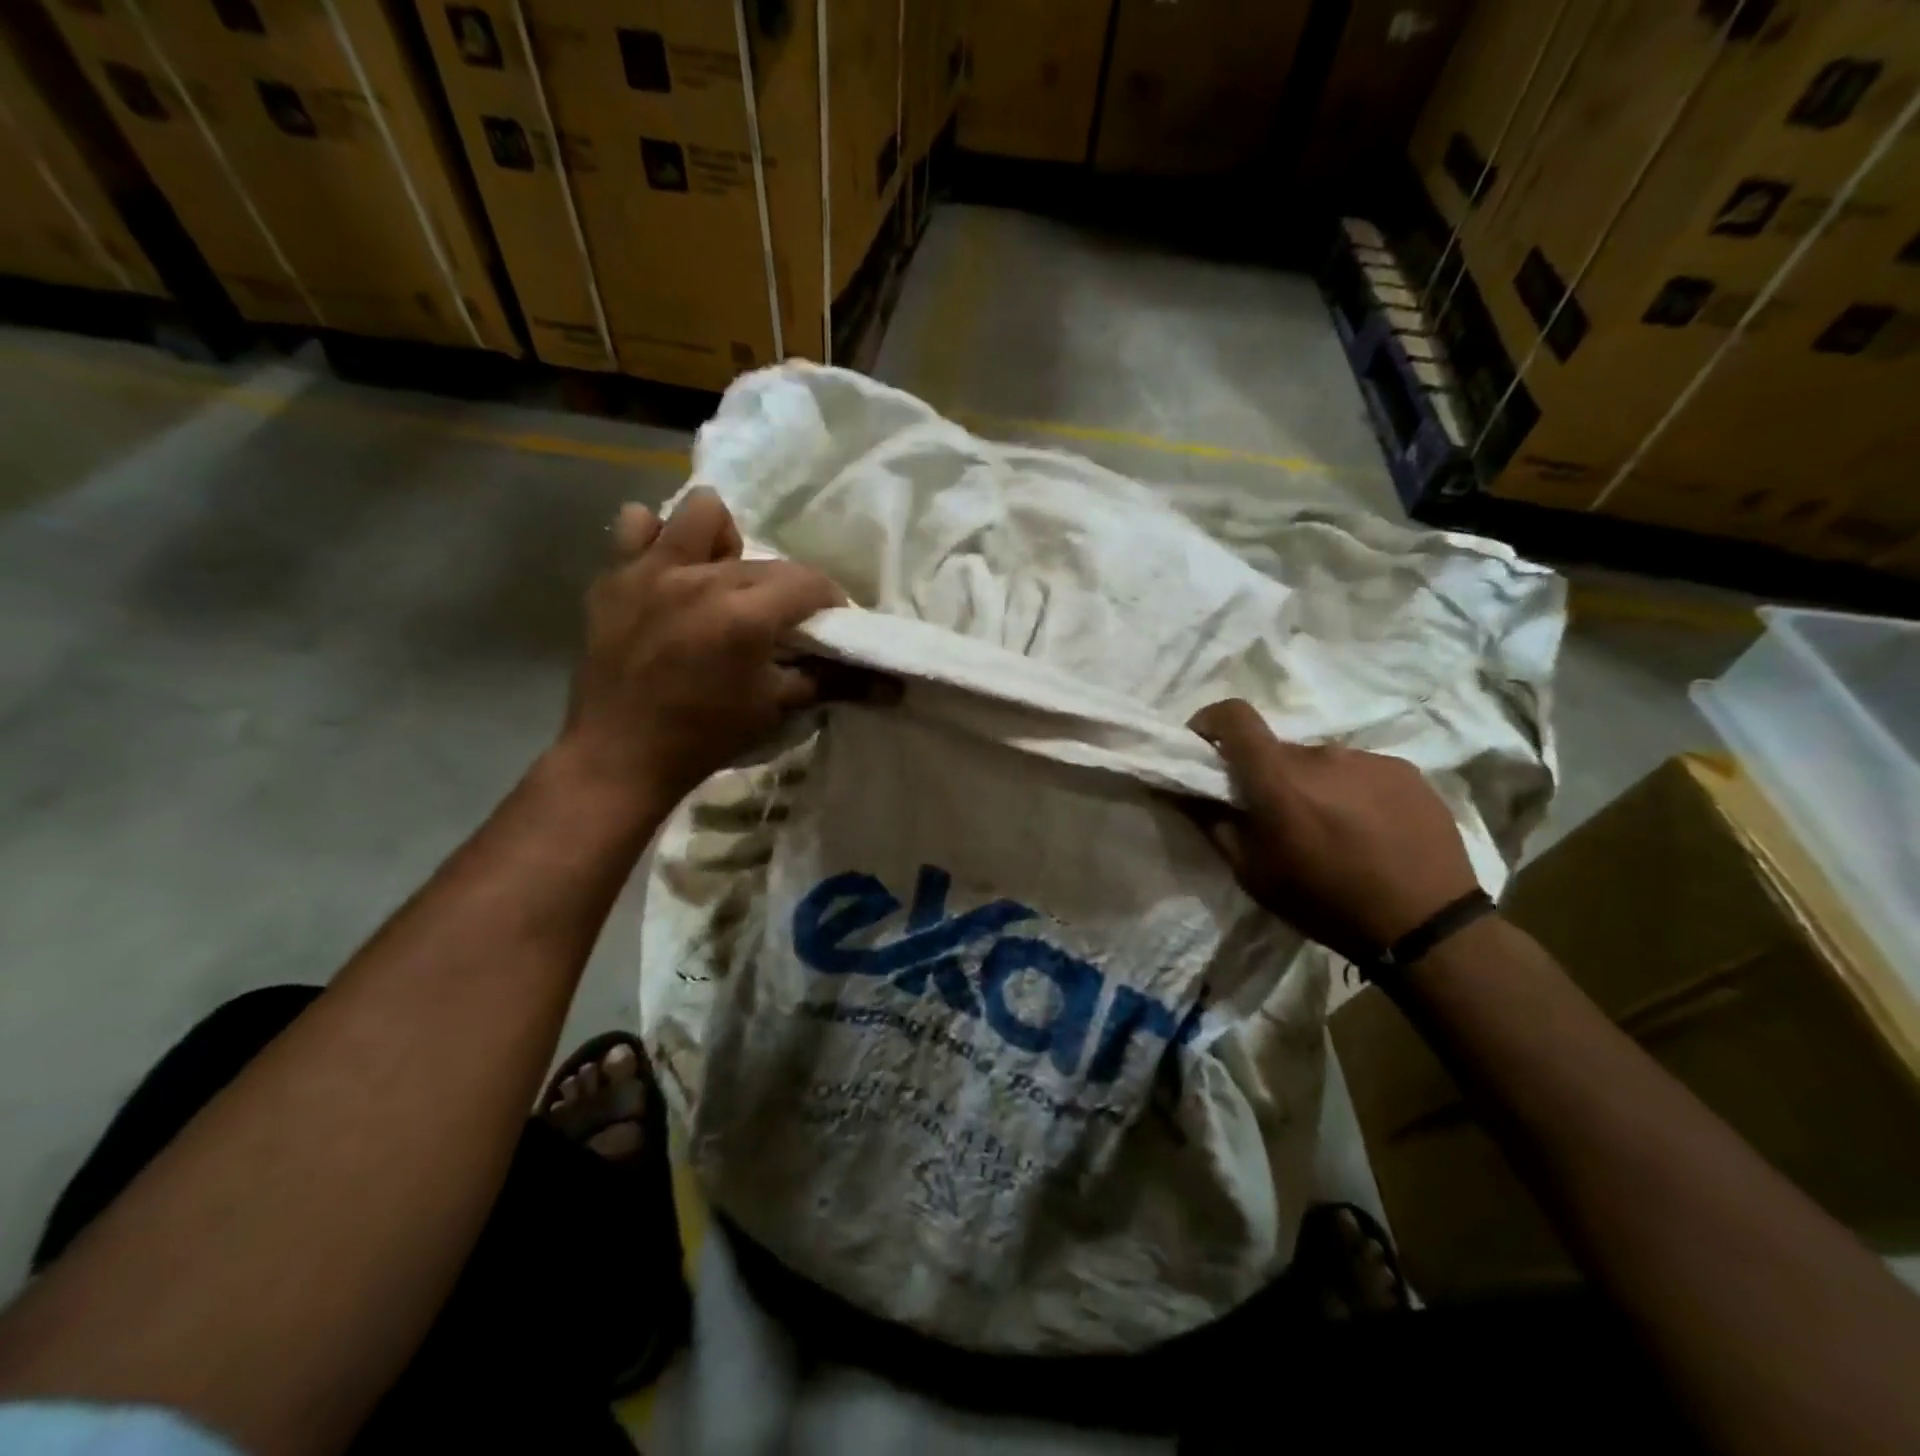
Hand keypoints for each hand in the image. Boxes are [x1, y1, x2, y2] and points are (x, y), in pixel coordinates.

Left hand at [559, 488, 851, 807]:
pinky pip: (635, 527)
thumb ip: (832, 683)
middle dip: (784, 587)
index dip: (830, 599)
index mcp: (746, 615)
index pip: (809, 582)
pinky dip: (657, 540)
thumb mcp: (775, 709)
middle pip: (765, 560)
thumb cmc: (705, 736)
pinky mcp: (614, 577)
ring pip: (702, 512)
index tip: (830, 622)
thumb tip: (892, 688)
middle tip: (777, 621)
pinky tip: (667, 571)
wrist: (620, 755)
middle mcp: (702, 579)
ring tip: (719, 576)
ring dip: (722, 538)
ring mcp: (652, 571)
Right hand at [1185, 700, 1479, 962]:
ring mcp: (1369, 759)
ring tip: (1330, 829)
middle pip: (1278, 749)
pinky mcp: (1406, 771)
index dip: (1211, 720)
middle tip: (1277, 816)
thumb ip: (1213, 823)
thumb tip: (1185, 790)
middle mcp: (1322, 754)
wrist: (1426, 925)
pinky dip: (1351, 791)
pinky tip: (1368, 831)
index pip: (1235, 716)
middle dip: (1267, 774)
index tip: (1205, 744)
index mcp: (1278, 777)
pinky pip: (1361, 771)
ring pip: (1322, 762)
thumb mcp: (1252, 873)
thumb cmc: (1324, 902)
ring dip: (1313, 784)